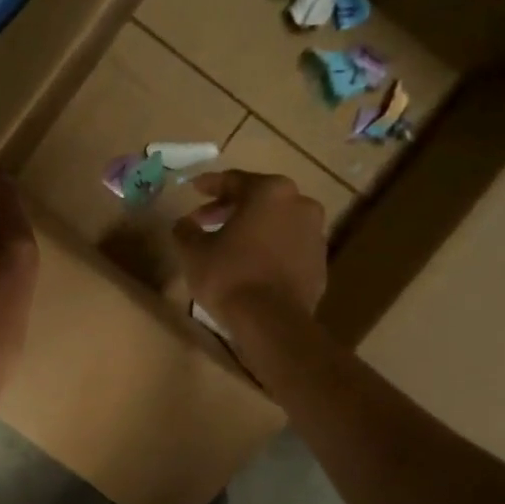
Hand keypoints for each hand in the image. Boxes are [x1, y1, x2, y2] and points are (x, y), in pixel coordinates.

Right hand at [173, 170, 326, 319]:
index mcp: (270, 192)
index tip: (193, 188)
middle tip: (205, 220)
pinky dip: (269, 249)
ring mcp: (315, 234)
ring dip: (252, 228)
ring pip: (276, 223)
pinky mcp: (320, 263)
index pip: (234, 181)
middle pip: (258, 199)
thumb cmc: (229, 276)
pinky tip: (251, 264)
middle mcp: (300, 204)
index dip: (209, 185)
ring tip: (228, 244)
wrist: (272, 322)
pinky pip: (288, 247)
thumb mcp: (194, 251)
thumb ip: (186, 230)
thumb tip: (184, 223)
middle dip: (230, 208)